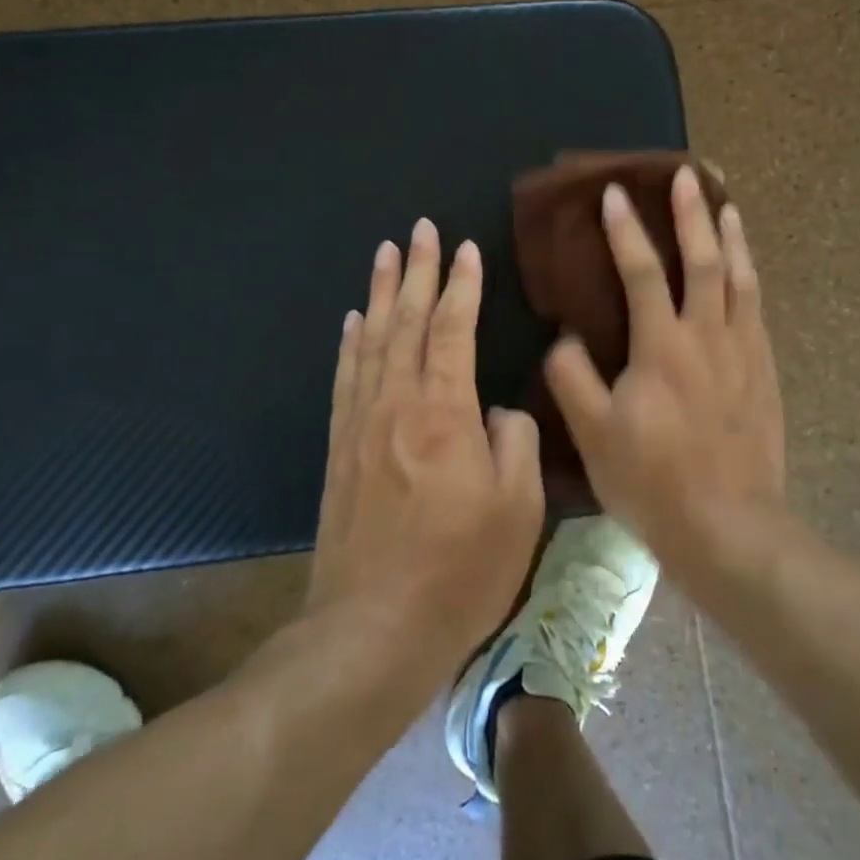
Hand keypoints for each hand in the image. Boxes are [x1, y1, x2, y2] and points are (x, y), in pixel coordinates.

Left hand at [308, 218, 544, 663]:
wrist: (371, 631)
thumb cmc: (459, 571)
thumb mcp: (518, 509)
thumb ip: (516, 442)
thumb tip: (501, 410)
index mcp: (445, 412)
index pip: (453, 329)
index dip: (461, 285)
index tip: (465, 248)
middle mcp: (397, 404)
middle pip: (405, 321)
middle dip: (416, 271)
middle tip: (420, 229)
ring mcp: (362, 424)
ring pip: (371, 340)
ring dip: (379, 293)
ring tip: (384, 254)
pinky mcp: (341, 449)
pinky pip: (346, 378)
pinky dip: (351, 342)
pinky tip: (353, 321)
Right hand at [544, 166, 786, 571]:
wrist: (732, 529)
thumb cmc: (655, 482)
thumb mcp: (595, 435)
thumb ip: (573, 378)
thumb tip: (566, 337)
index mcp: (662, 346)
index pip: (643, 271)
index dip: (626, 230)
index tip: (614, 195)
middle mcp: (708, 336)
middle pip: (704, 260)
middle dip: (692, 213)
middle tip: (687, 173)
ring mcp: (744, 352)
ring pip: (741, 278)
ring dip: (732, 236)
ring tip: (726, 203)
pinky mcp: (765, 372)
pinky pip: (757, 309)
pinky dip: (750, 277)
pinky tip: (746, 269)